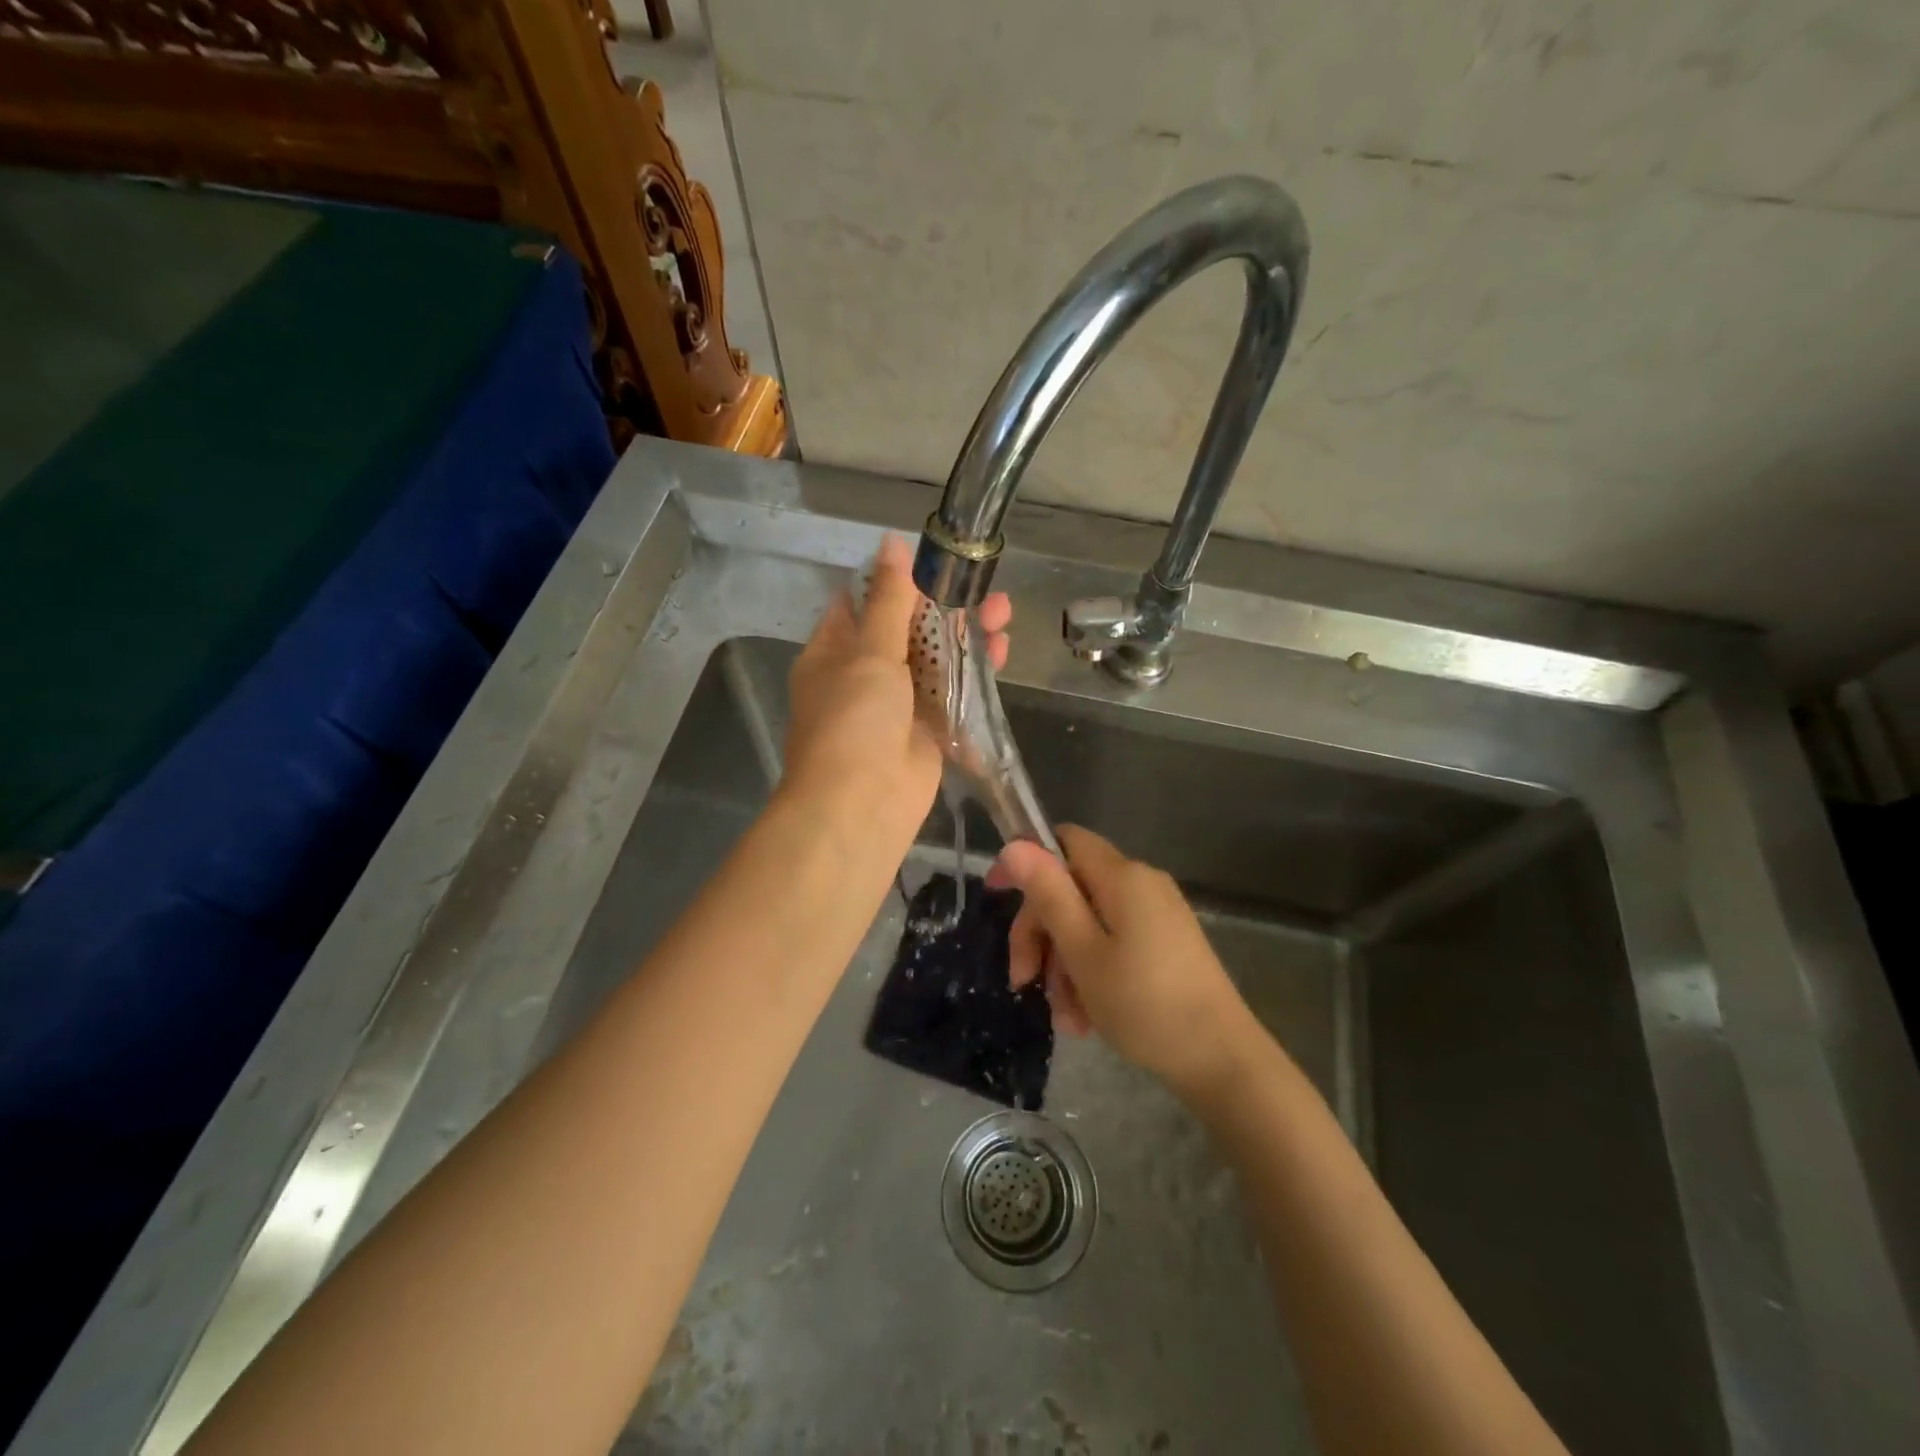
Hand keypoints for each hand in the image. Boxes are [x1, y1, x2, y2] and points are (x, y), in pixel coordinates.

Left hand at [783, 535, 1009, 856]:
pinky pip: (951, 693)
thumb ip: (888, 601)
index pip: (861, 603)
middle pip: (907, 629)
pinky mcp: (926, 730)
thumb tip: (891, 544)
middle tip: (983, 587)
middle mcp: (862, 674)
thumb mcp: (869, 653)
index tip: (933, 559)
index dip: (896, 579)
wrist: (862, 805)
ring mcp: (896, 704)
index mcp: (834, 652)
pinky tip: (1000, 651)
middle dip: (944, 607)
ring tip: (1002, 613)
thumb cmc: (854, 720)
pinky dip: (973, 674)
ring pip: (934, 660)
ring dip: (965, 636)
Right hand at [991, 825, 1258, 1102]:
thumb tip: (1015, 844)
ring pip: (1089, 924)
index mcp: (1122, 876)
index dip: (1027, 862)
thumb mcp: (1083, 952)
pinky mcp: (1166, 944)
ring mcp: (1156, 916)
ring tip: (1066, 1018)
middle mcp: (1141, 885)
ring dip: (1065, 966)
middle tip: (1025, 982)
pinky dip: (1092, 974)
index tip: (998, 897)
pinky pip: (1114, 944)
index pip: (1064, 840)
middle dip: (1042, 933)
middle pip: (1072, 889)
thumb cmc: (1145, 1004)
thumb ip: (1048, 895)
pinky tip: (1087, 1018)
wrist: (1223, 1061)